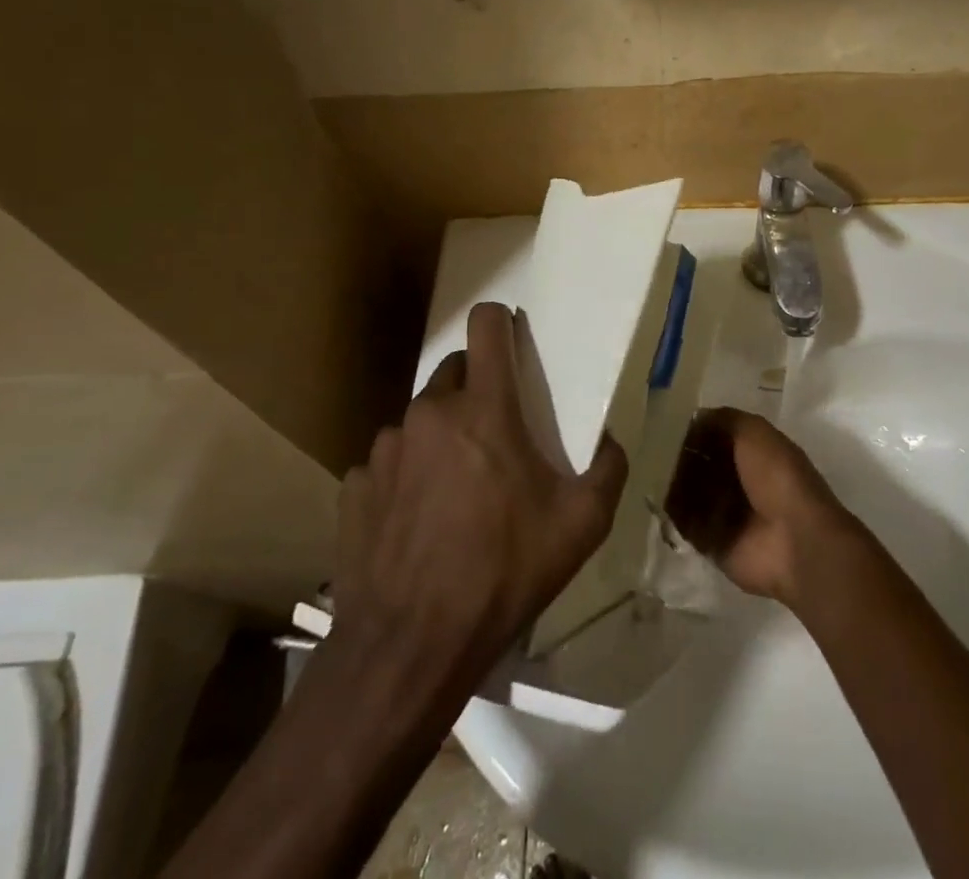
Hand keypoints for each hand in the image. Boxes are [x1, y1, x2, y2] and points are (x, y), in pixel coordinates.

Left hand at [331, 302, 628, 694]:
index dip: (500, 321)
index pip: (486, 327)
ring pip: (419, 420)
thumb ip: (608, 470)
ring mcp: (385, 449)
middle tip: (493, 439)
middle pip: (453, 372)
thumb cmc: (504, 573)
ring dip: (439, 438)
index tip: (510, 337)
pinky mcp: (355, 486)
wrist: (411, 647)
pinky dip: (404, 479)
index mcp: (483, 409)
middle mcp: (429, 413)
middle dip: (475, 391)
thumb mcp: (581, 526)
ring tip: (453, 492)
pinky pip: (387, 465)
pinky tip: (414, 523)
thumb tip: (612, 441)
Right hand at [670, 407, 854, 607]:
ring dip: (672, 484)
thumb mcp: (754, 431)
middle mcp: (738, 481)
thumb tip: (693, 417)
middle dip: (678, 458)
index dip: (693, 431)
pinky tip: (654, 499)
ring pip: (687, 493)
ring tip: (648, 473)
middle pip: (698, 465)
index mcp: (752, 453)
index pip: (713, 437)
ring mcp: (724, 514)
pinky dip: (670, 514)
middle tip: (652, 451)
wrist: (794, 541)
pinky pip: (683, 525)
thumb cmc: (777, 478)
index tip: (665, 425)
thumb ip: (724, 420)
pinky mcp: (712, 543)